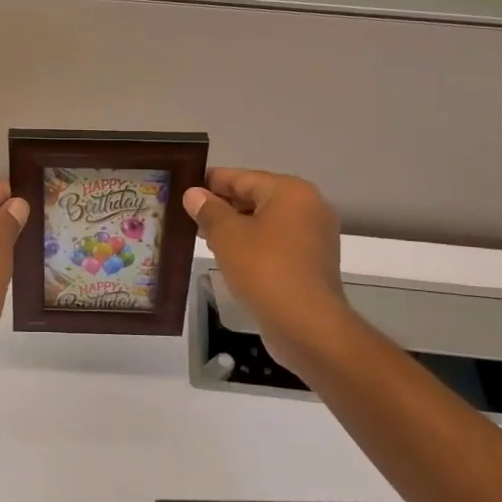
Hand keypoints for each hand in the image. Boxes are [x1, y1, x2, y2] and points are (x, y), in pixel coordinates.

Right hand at [183, 168, 352, 374]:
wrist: (307, 324)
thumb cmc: (264, 269)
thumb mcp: (227, 236)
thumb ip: (208, 210)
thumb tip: (194, 193)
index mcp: (290, 192)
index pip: (242, 177)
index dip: (211, 182)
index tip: (186, 187)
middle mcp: (308, 207)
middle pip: (256, 197)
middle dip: (223, 206)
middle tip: (190, 216)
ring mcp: (315, 236)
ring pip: (267, 222)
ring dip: (237, 227)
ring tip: (205, 237)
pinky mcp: (313, 262)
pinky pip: (277, 243)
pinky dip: (255, 244)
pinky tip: (231, 257)